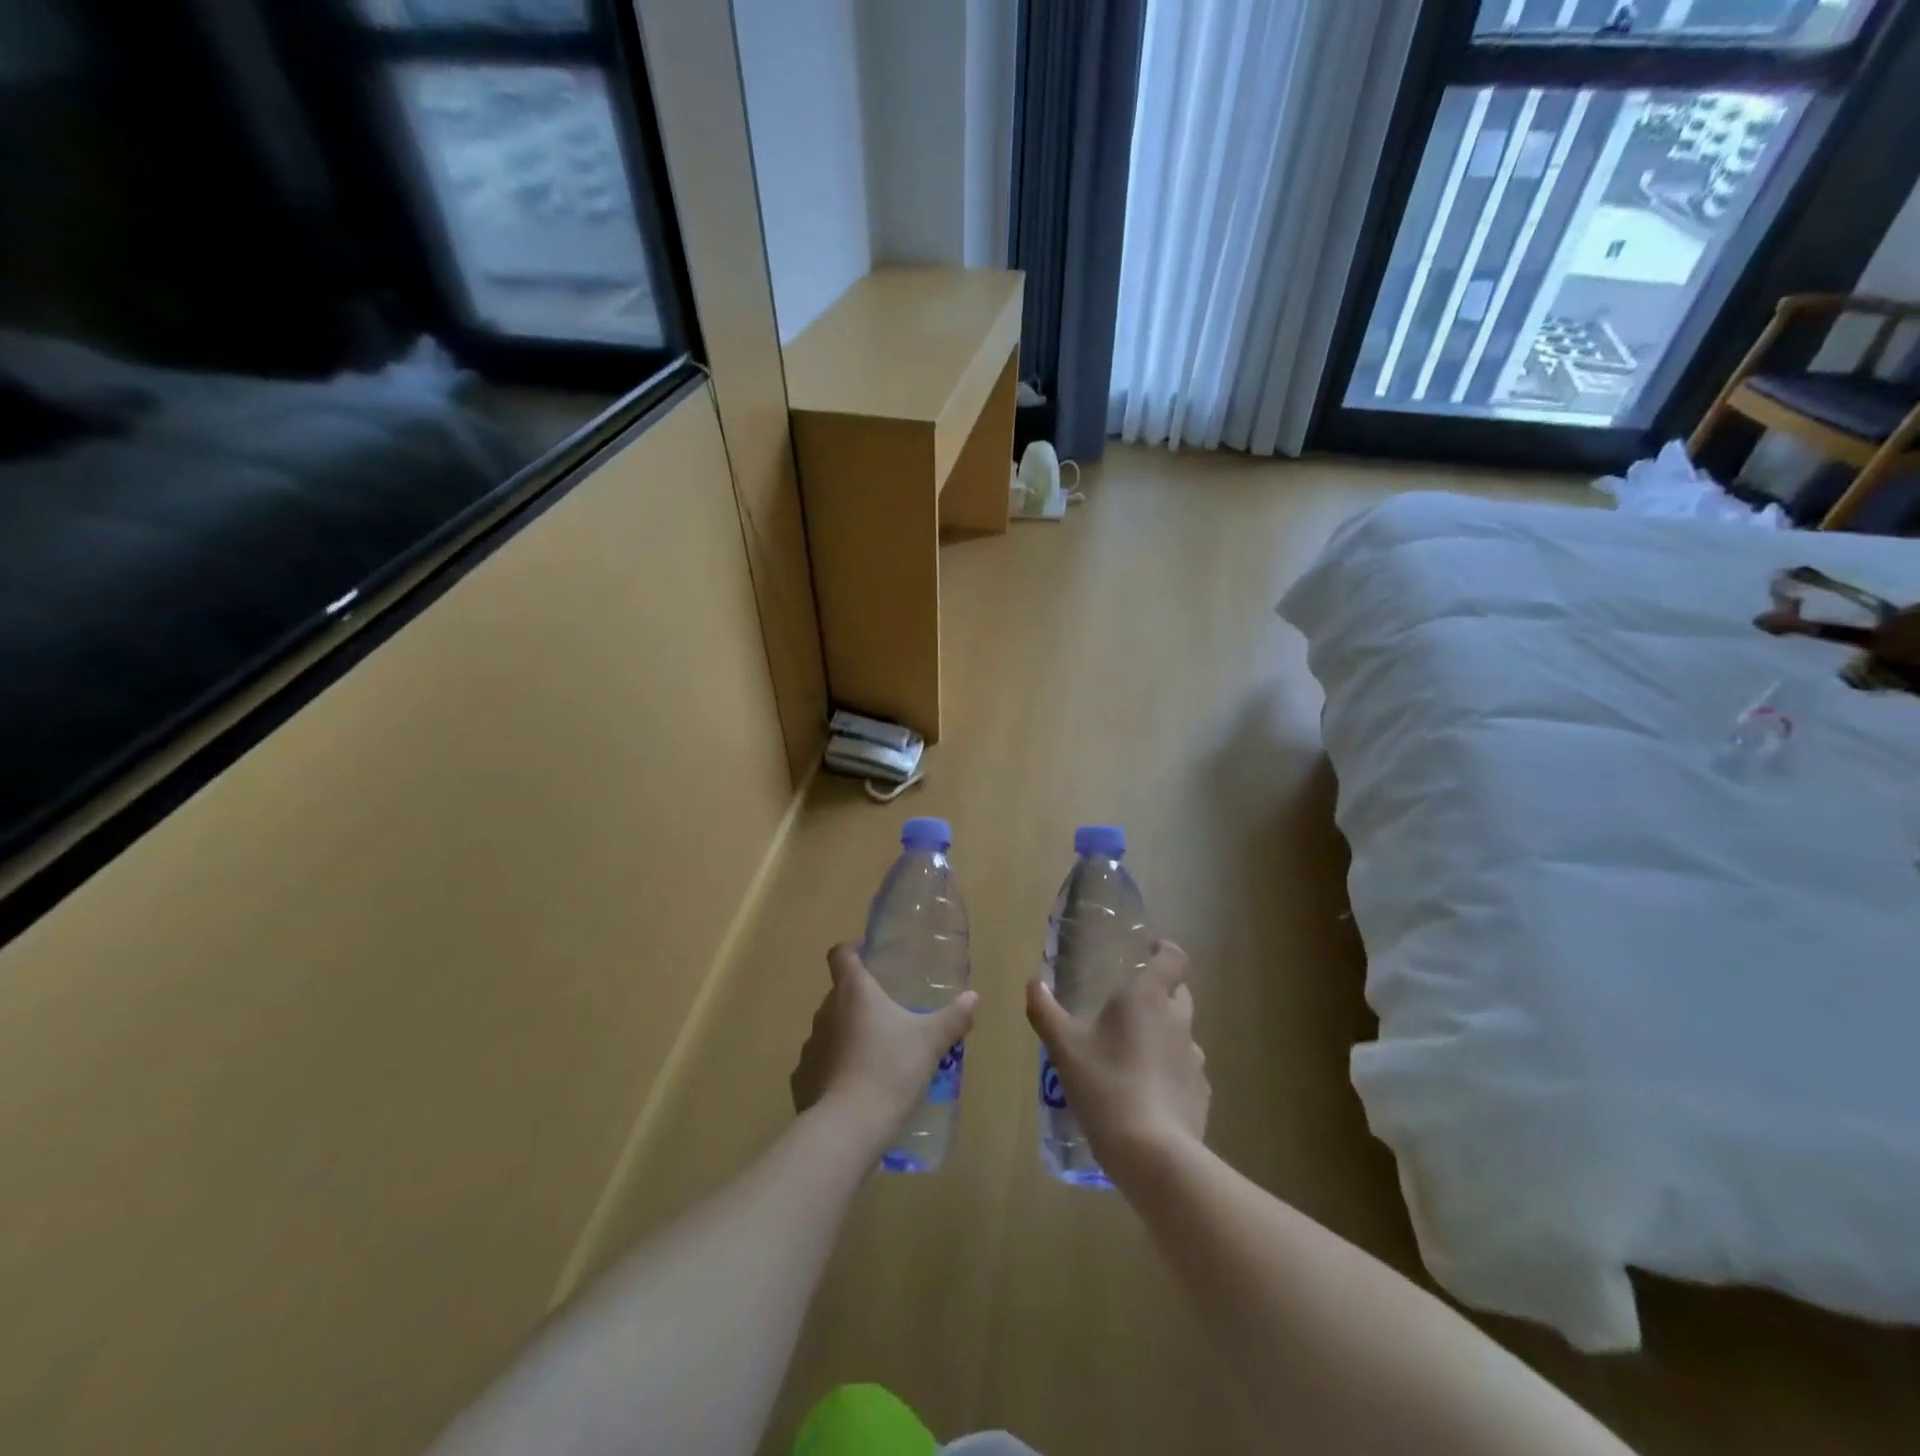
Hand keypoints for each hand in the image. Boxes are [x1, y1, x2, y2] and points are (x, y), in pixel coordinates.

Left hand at [792, 944, 978, 1145]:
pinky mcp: (803, 1078)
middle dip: (861, 1000)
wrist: (849, 1126)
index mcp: (854, 991)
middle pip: (839, 993)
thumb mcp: (931, 1042)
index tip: (868, 957)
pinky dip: (836, 1068)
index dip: (851, 951)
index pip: (840, 954)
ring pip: (831, 1028)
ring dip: (848, 1034)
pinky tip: (856, 1085)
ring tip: (875, 1053)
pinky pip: (821, 1063)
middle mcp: (826, 1011)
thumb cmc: (891, 1069)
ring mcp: (810, 1045)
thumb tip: (974, 997)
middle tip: (889, 1014)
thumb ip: (953, 1017)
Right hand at [1026, 940, 1208, 1181]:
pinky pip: (1185, 1072)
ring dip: (1163, 1036)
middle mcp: (1177, 1021)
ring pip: (1181, 1035)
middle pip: (1179, 994)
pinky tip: (1146, 1095)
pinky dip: (1169, 1074)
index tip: (1151, 949)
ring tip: (1132, 1056)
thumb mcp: (1064, 1047)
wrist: (1152, 1153)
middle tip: (1129, 1007)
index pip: (1173, 959)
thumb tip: (1033, 983)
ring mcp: (1195, 1060)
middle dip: (1161, 993)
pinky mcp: (1201, 1095)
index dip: (1165, 950)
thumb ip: (1045, 1011)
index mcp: (1147, 998)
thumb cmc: (1105, 1085)